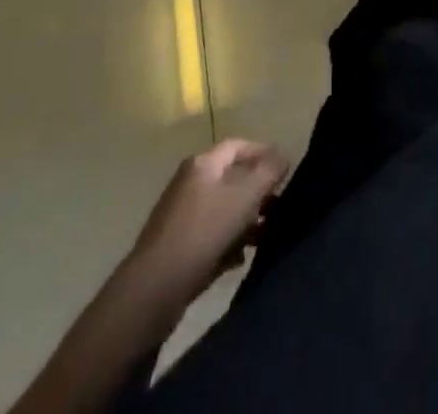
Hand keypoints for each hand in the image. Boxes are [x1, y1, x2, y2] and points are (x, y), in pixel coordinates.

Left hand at [128, 140, 289, 307]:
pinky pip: (210, 236)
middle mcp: (189, 184)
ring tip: (265, 237)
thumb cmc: (203, 232)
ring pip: (222, 210)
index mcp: (202, 164)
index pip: (238, 146)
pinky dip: (228, 242)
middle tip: (279, 207)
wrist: (153, 291)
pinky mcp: (176, 247)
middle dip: (257, 192)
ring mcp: (180, 217)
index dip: (263, 152)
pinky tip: (240, 259)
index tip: (284, 168)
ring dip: (245, 220)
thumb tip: (283, 155)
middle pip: (231, 179)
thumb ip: (268, 172)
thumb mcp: (244, 197)